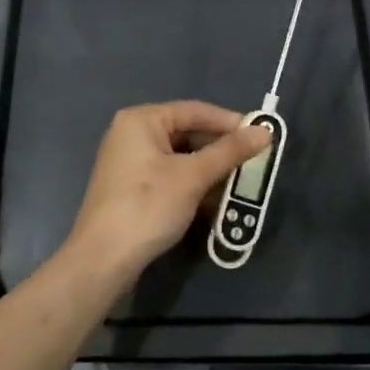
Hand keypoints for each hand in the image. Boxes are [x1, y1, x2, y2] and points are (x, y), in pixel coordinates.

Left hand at [64, 102, 272, 281]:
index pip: (195, 111)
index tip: (262, 135)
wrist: (103, 258)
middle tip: (254, 161)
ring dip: (210, 169)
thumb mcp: (193, 177)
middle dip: (221, 149)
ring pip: (181, 156)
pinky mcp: (132, 186)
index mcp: (142, 120)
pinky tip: (215, 199)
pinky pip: (170, 174)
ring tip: (240, 182)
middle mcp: (132, 133)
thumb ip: (229, 152)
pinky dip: (193, 183)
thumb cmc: (147, 206)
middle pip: (187, 132)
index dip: (230, 122)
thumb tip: (266, 131)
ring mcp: (130, 161)